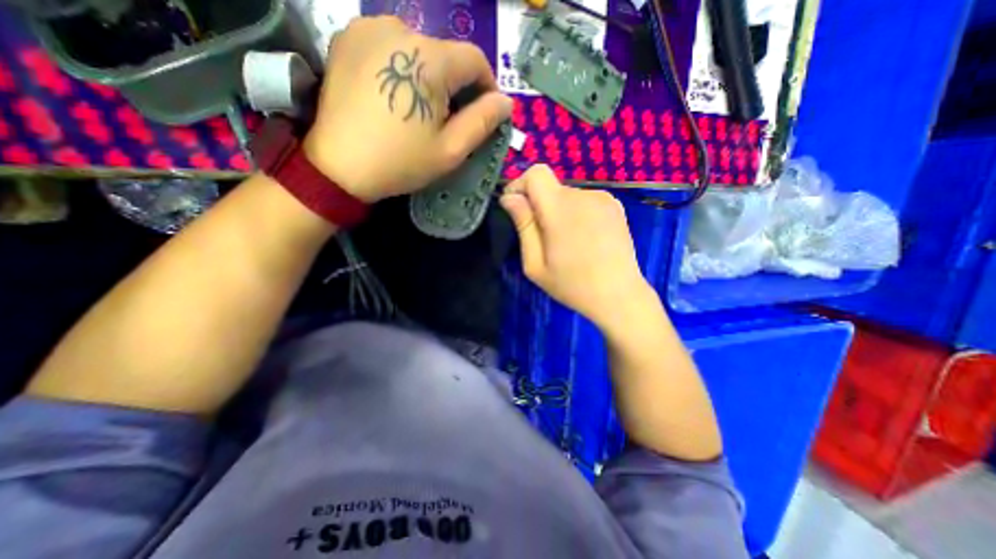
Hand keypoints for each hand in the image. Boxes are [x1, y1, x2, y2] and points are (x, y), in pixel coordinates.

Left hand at [304, 14, 511, 203]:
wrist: (339, 166)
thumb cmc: (401, 161)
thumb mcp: (451, 150)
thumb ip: (483, 122)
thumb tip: (505, 102)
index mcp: (430, 59)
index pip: (475, 60)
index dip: (487, 86)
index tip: (484, 112)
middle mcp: (400, 28)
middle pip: (446, 54)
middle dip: (456, 85)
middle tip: (450, 119)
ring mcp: (368, 28)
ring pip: (419, 49)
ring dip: (429, 76)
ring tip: (420, 109)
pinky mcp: (347, 38)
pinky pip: (391, 46)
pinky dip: (403, 68)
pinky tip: (396, 95)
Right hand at [497, 164, 655, 328]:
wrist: (619, 296)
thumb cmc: (572, 285)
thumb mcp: (535, 264)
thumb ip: (523, 225)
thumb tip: (510, 197)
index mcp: (560, 209)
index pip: (536, 173)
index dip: (520, 185)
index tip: (516, 208)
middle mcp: (583, 195)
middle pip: (550, 187)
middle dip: (539, 206)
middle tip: (543, 239)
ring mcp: (603, 198)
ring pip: (567, 195)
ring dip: (558, 211)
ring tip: (566, 242)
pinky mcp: (615, 206)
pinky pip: (585, 200)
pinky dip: (577, 213)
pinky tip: (584, 238)